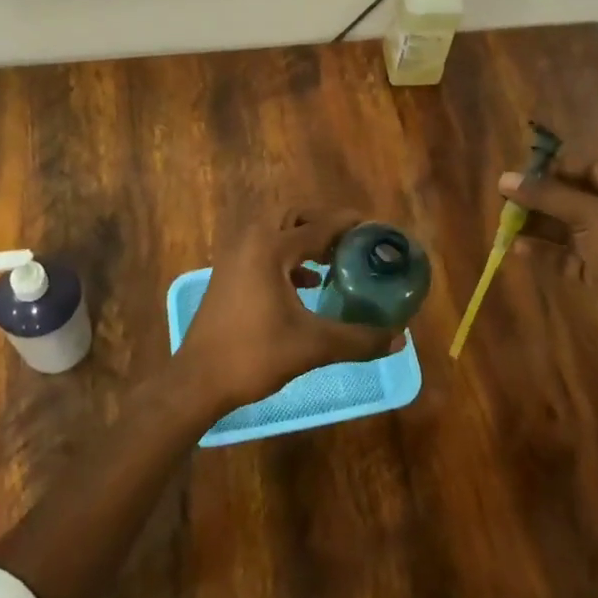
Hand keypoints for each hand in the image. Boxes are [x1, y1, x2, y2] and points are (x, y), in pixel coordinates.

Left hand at [174, 207, 401, 416]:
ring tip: (333, 261)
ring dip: (303, 239)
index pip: (318, 226)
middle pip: (293, 217)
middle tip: (351, 241)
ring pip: (275, 232)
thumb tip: (399, 337)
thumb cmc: (254, 355)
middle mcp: (250, 241)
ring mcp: (234, 257)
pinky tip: (306, 284)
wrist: (198, 380)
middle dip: (323, 224)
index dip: (348, 225)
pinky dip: (287, 257)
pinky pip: (263, 250)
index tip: (374, 228)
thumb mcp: (313, 347)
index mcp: (270, 248)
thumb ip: (358, 339)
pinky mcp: (227, 274)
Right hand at [499, 158, 597, 337]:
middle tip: (508, 197)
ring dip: (538, 224)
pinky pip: (565, 255)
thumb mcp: (589, 214)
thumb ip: (546, 195)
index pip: (590, 170)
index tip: (522, 173)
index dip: (557, 170)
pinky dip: (544, 250)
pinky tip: (517, 247)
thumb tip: (504, 179)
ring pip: (567, 228)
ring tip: (506, 221)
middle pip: (575, 199)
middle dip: (542, 199)